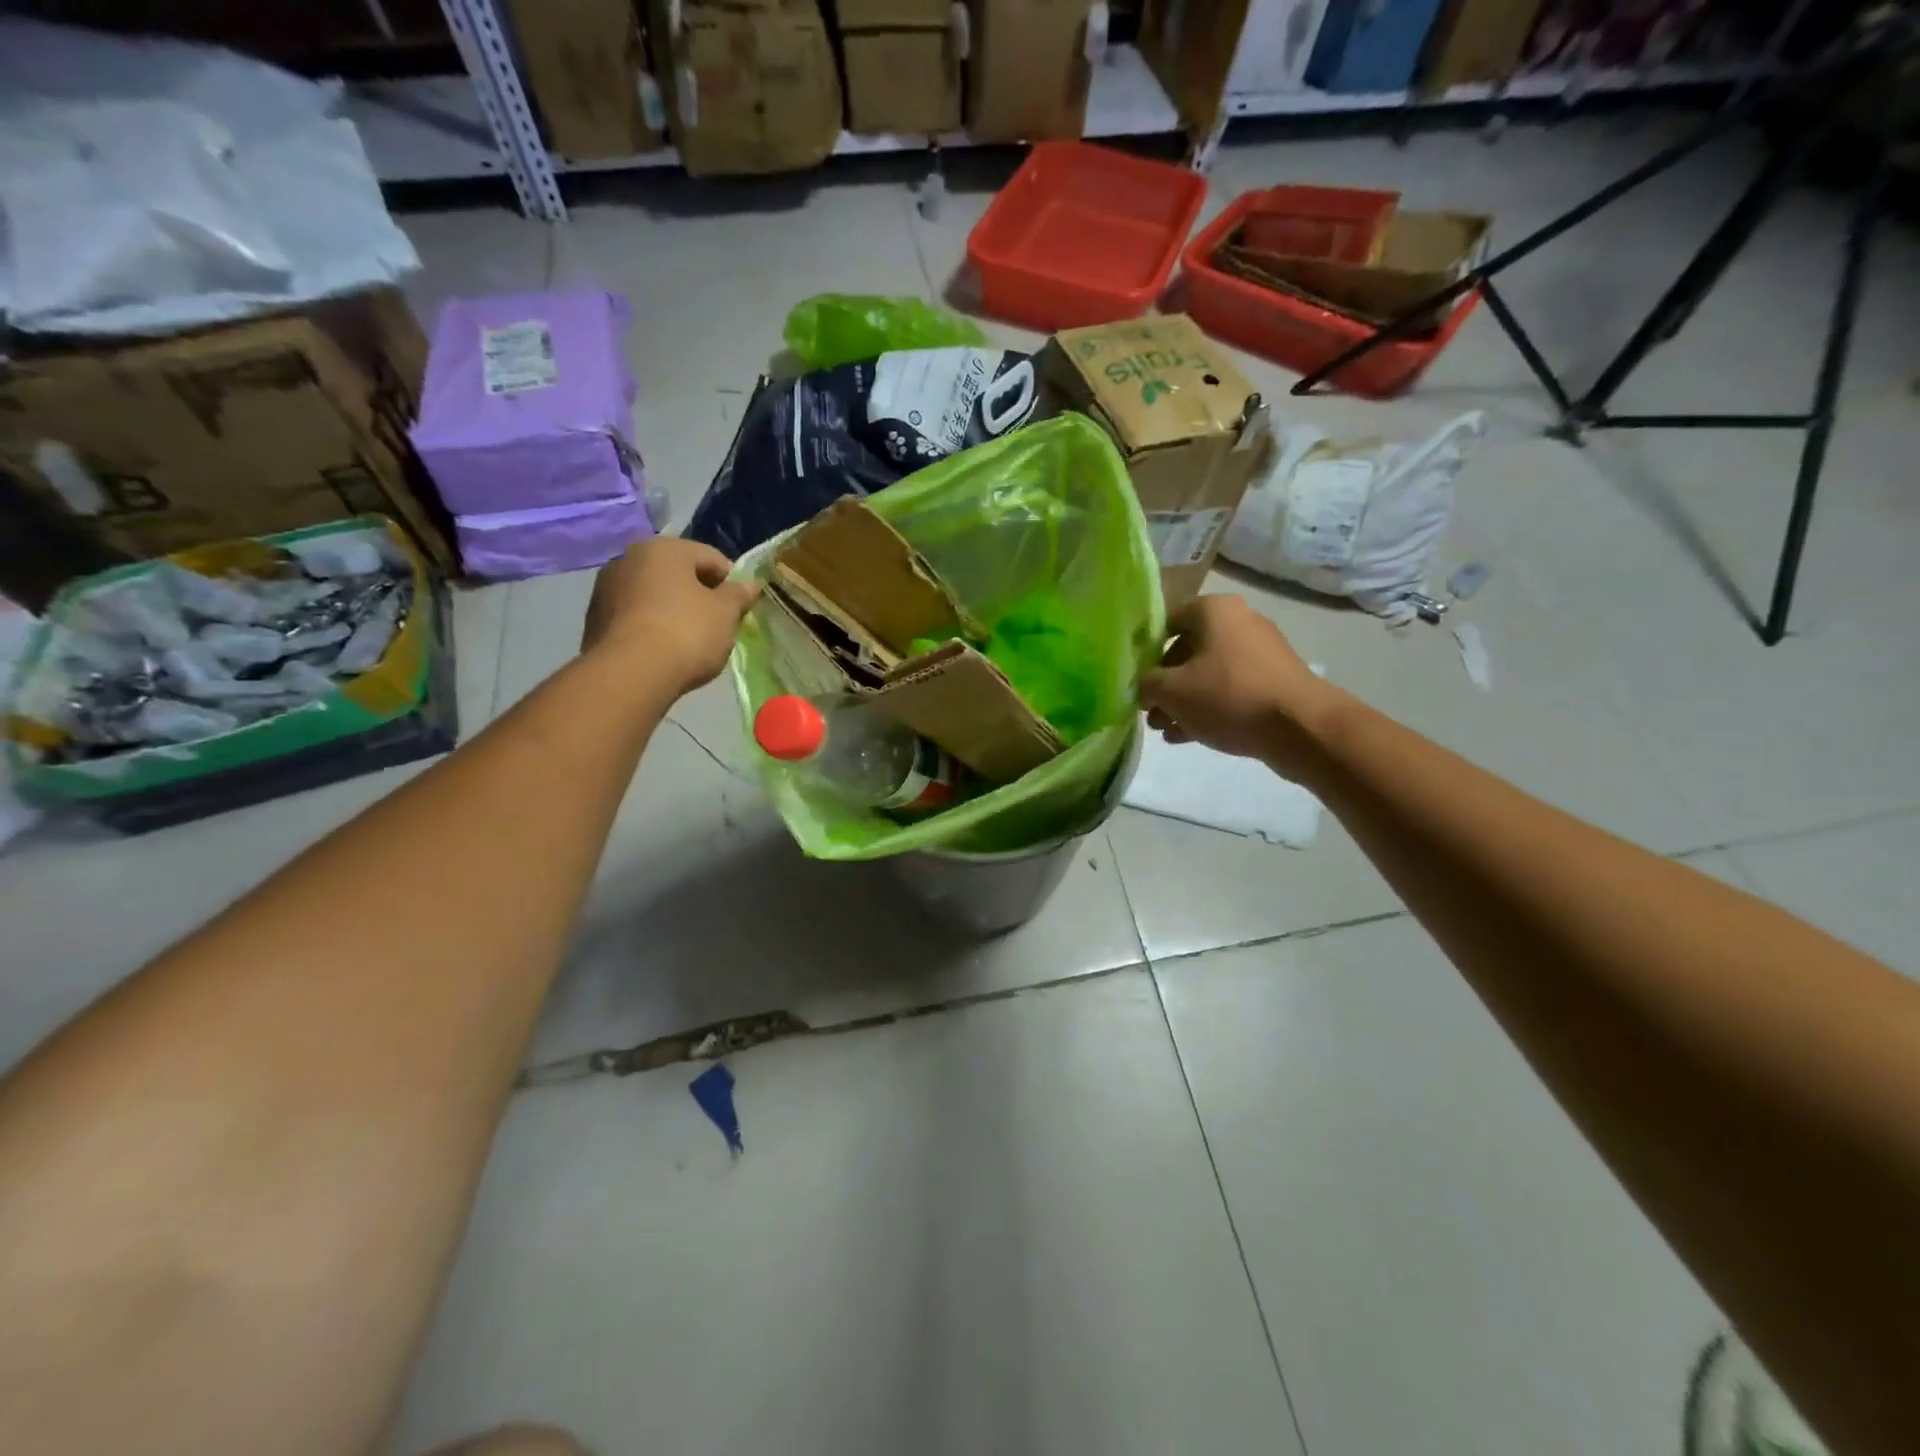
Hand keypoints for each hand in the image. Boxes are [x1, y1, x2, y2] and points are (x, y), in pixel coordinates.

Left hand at [582, 537, 759, 696]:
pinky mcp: (593, 618)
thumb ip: (739, 594)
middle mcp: (630, 557)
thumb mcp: (725, 613)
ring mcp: (606, 587)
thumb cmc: (686, 632)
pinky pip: (635, 615)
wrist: (631, 673)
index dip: (732, 583)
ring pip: (654, 594)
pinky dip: (651, 626)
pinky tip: (663, 651)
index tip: (740, 610)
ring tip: (689, 642)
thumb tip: (751, 584)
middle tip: (717, 626)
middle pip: (679, 574)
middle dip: (700, 596)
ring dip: (673, 610)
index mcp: (665, 548)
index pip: (711, 558)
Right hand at [1139, 595, 1335, 775]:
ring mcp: (1260, 652)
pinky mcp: (1273, 681)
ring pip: (1207, 674)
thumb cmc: (1228, 695)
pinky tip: (1188, 735)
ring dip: (1183, 701)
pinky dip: (1208, 708)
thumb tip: (1144, 687)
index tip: (1134, 678)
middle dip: (1164, 684)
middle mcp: (1239, 621)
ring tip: (1165, 730)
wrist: (1299, 727)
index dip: (1145, 651)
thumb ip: (1146, 684)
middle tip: (1149, 712)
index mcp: (1214, 610)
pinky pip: (1230, 690)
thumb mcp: (1171, 691)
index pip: (1166, 621)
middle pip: (1187, 650)